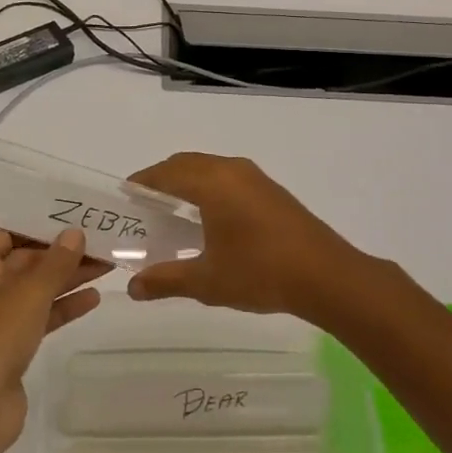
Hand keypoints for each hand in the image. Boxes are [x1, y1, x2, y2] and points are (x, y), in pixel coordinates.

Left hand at [0, 227, 109, 452]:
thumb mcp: (28, 292)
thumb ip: (56, 261)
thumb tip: (74, 233)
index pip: (2, 233)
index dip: (37, 225)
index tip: (73, 220)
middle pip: (20, 261)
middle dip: (59, 254)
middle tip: (101, 244)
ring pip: (30, 291)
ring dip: (65, 279)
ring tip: (107, 267)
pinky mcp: (2, 348)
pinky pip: (33, 318)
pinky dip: (59, 308)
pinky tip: (93, 298)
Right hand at [125, 153, 372, 322]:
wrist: (326, 276)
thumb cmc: (260, 273)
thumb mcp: (207, 281)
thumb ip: (165, 280)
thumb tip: (132, 288)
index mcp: (212, 183)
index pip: (165, 173)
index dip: (142, 183)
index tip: (124, 199)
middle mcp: (232, 170)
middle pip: (186, 164)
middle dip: (162, 180)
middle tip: (144, 208)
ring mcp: (255, 178)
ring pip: (210, 169)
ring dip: (187, 183)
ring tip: (172, 214)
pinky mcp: (272, 191)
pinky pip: (229, 178)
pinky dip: (209, 188)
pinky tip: (209, 220)